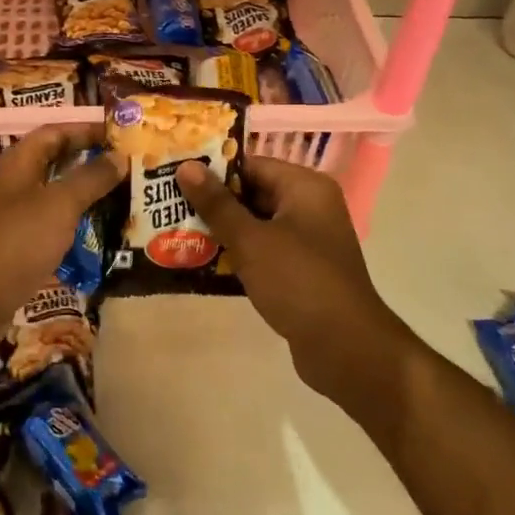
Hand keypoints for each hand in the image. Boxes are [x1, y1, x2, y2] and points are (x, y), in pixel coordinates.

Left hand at [0, 123, 121, 345]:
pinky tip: (102, 239)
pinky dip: (76, 230)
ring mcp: (13, 219)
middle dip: (91, 165)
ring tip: (125, 201)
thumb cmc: (16, 241)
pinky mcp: (17, 251)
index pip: (54, 133)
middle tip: (130, 169)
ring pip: (55, 200)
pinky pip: (52, 231)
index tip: (121, 135)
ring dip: (86, 199)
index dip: (86, 130)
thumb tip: (119, 155)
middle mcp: (13, 186)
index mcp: (18, 163)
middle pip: (56, 165)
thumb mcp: (59, 204)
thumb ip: (90, 178)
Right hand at [175, 157, 417, 403]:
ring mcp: (308, 240)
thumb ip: (217, 203)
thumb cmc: (298, 281)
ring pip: (256, 225)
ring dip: (222, 231)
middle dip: (213, 202)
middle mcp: (311, 207)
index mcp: (305, 187)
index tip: (175, 177)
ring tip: (177, 233)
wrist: (345, 348)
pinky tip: (203, 263)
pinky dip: (238, 254)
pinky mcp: (302, 270)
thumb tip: (186, 166)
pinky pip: (264, 251)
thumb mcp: (250, 240)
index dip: (212, 170)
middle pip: (253, 193)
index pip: (251, 165)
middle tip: (170, 206)